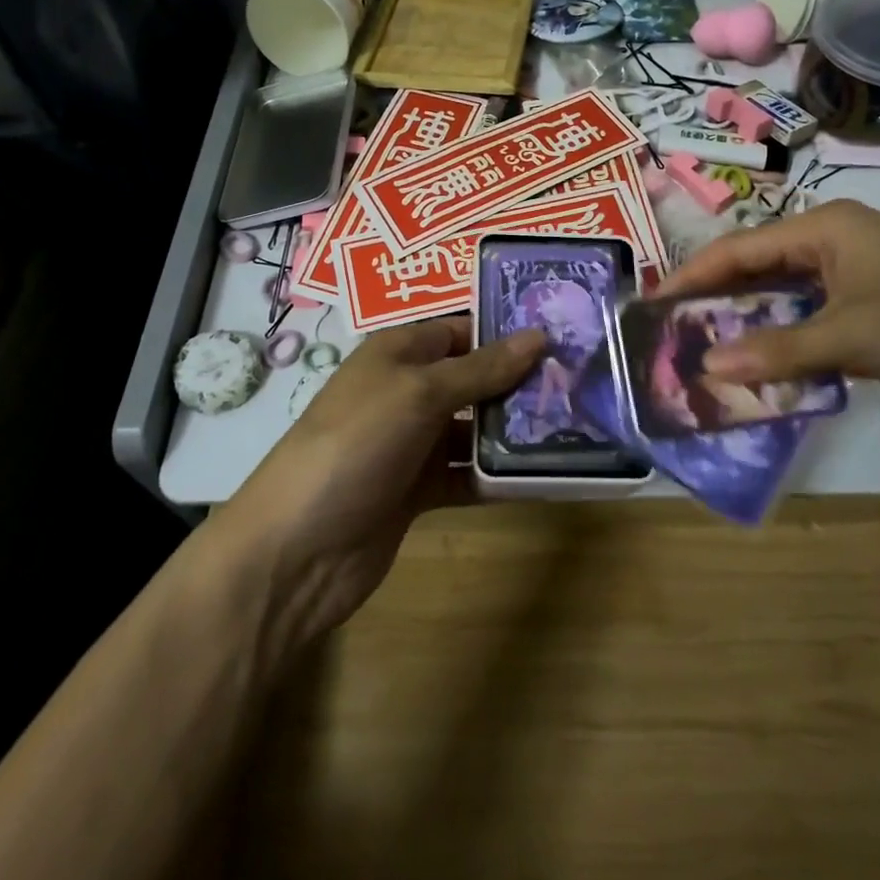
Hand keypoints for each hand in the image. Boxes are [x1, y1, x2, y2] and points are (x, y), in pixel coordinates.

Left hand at [215, 317, 543, 657]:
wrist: (298, 550)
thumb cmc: (357, 445)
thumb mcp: (419, 394)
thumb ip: (481, 368)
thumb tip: (538, 336)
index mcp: (398, 353)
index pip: (461, 329)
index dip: (507, 331)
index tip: (563, 336)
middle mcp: (406, 391)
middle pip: (473, 377)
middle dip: (520, 381)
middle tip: (581, 383)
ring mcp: (411, 443)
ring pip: (474, 427)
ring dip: (515, 429)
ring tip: (575, 426)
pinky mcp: (418, 490)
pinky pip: (467, 473)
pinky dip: (498, 474)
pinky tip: (542, 475)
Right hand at [658, 199, 879, 432]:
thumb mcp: (852, 336)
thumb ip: (777, 351)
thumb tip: (707, 366)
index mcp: (828, 228)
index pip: (740, 248)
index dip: (693, 275)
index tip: (652, 303)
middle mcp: (837, 244)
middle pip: (758, 268)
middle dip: (716, 298)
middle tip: (670, 329)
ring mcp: (858, 278)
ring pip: (785, 297)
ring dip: (748, 322)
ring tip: (702, 347)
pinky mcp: (875, 311)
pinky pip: (811, 321)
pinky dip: (783, 341)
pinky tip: (759, 365)